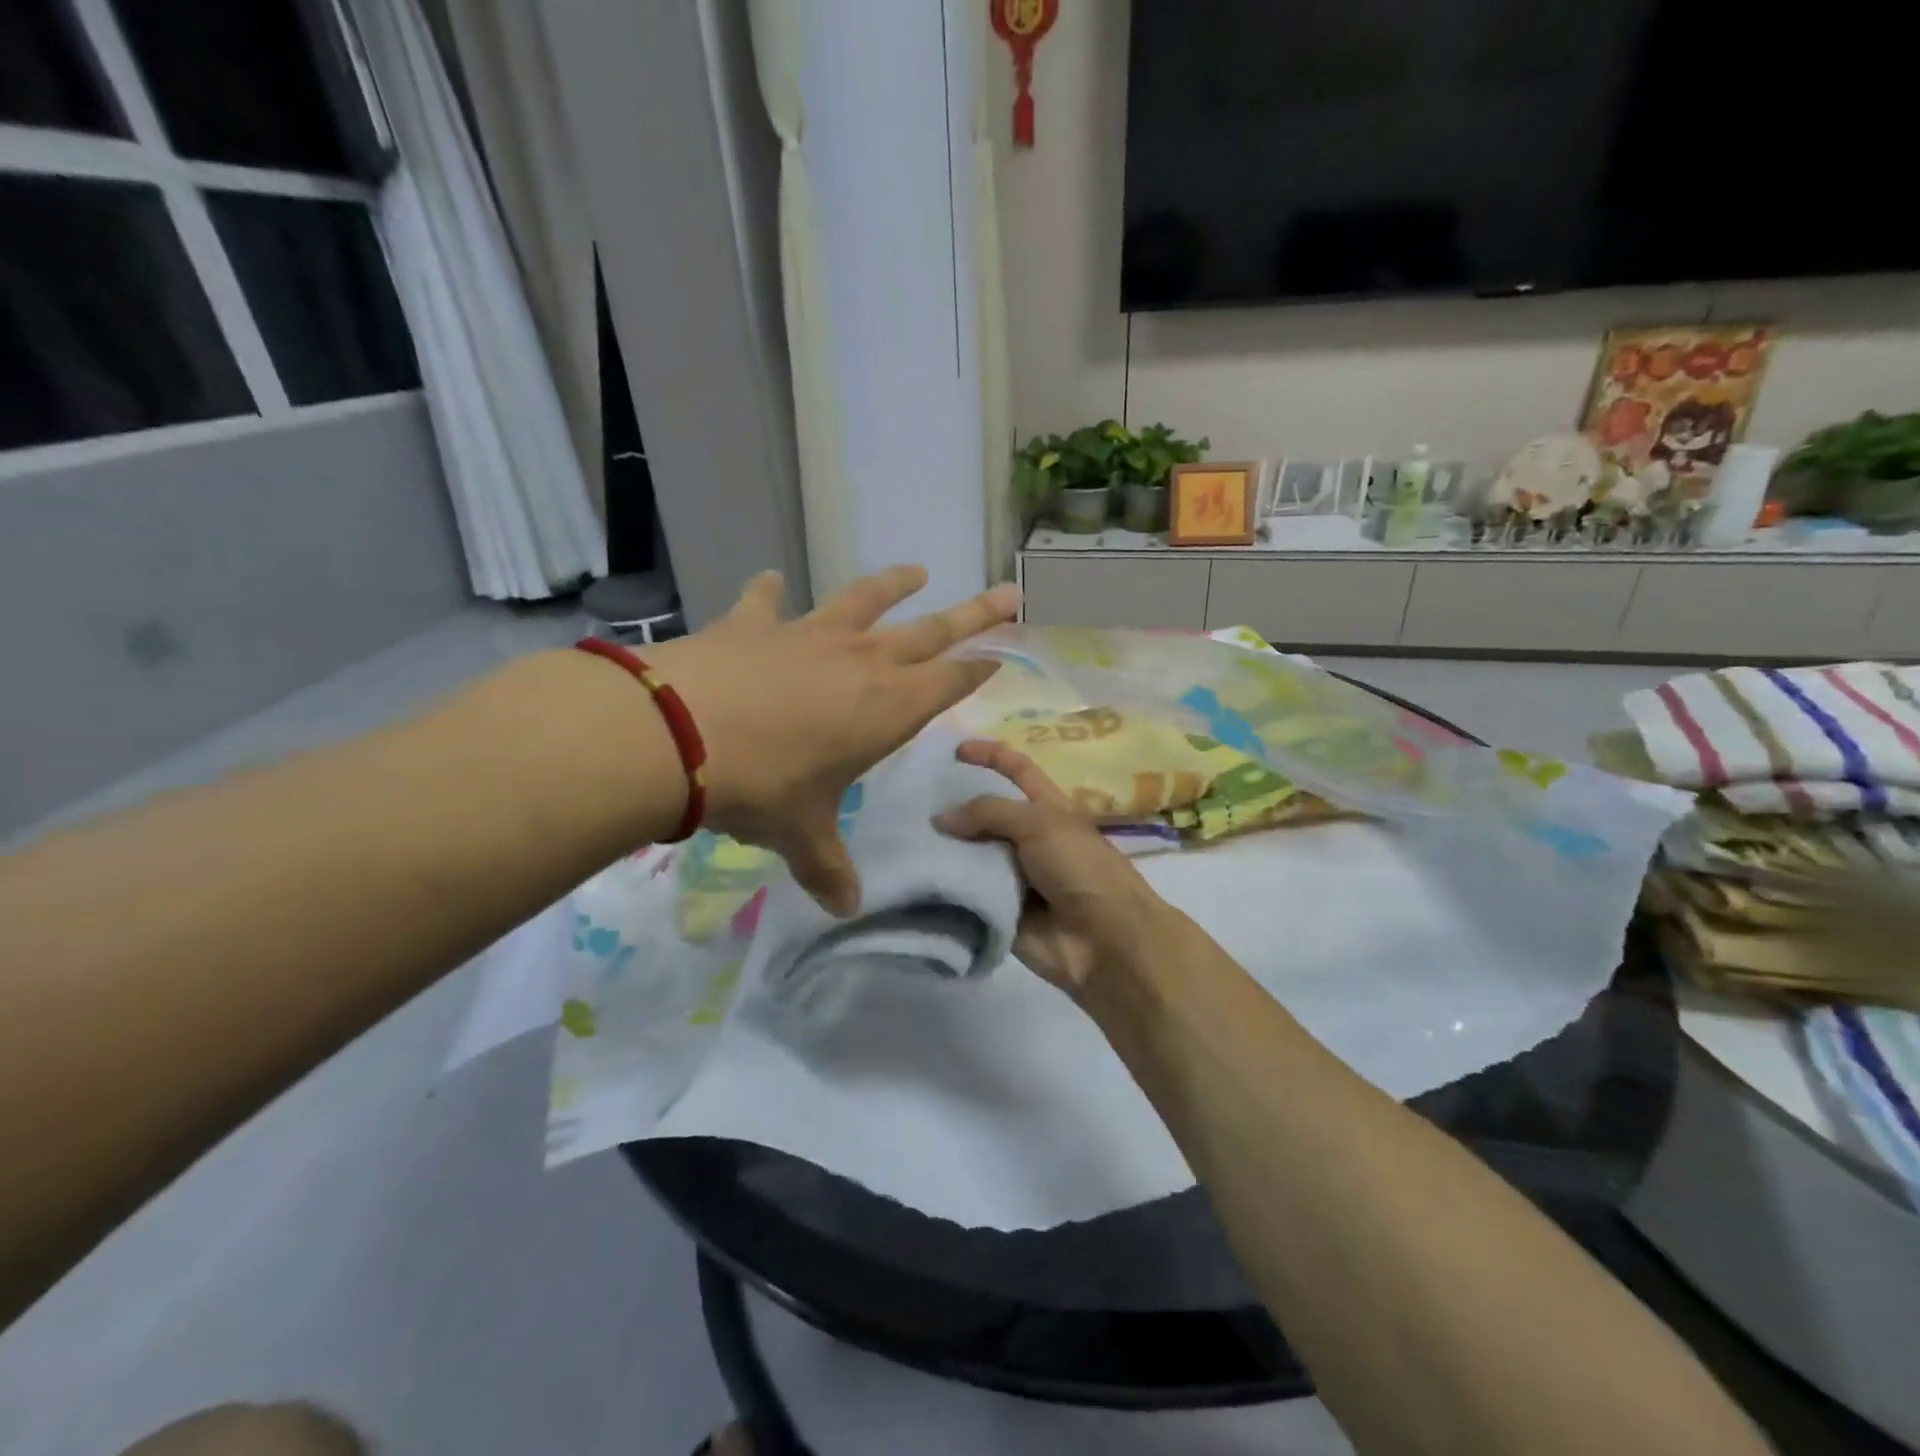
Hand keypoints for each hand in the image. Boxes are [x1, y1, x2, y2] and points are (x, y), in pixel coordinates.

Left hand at [649, 566, 1018, 914]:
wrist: (679, 735)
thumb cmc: (762, 787)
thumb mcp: (800, 834)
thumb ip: (827, 867)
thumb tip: (844, 909)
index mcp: (888, 708)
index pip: (950, 683)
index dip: (977, 671)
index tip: (1000, 656)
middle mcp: (862, 662)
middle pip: (932, 631)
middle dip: (974, 614)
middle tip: (1008, 593)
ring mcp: (810, 636)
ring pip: (865, 600)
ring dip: (893, 585)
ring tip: (916, 571)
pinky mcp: (756, 625)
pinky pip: (768, 602)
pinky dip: (769, 591)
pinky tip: (770, 579)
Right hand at [935, 739, 1167, 994]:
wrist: (1102, 941)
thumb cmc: (1080, 869)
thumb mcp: (1039, 824)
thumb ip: (989, 812)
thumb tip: (940, 818)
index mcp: (1048, 808)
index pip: (1016, 770)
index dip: (989, 755)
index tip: (953, 750)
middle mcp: (1029, 838)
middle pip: (986, 812)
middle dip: (954, 803)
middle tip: (910, 797)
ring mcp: (1012, 875)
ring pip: (970, 852)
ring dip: (942, 846)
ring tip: (901, 834)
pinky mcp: (997, 909)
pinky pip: (965, 892)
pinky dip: (944, 885)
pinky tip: (912, 875)